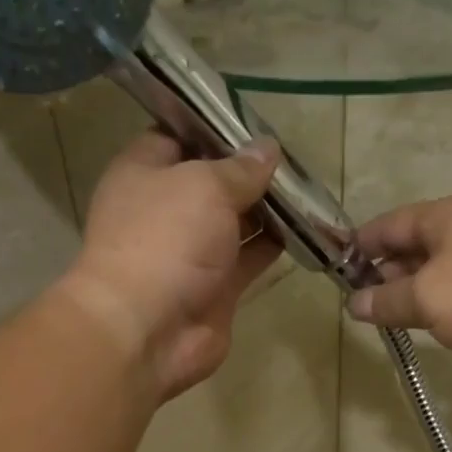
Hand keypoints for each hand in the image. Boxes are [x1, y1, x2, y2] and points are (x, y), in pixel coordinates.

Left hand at [62, 130, 283, 400]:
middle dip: (249, 170)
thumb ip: (240, 169)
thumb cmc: (165, 241)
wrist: (148, 330)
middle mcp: (166, 209)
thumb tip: (268, 149)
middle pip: (212, 180)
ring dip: (267, 207)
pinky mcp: (216, 287)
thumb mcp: (205, 186)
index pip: (179, 136)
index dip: (215, 127)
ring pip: (235, 220)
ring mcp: (191, 252)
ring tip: (307, 187)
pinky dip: (274, 244)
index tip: (255, 121)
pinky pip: (250, 257)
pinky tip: (305, 227)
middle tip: (294, 156)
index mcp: (144, 172)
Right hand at [346, 194, 451, 381]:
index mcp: (445, 216)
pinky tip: (437, 326)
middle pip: (415, 244)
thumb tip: (354, 305)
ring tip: (393, 319)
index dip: (359, 246)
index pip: (388, 224)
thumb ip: (386, 301)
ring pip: (441, 269)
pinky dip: (444, 303)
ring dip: (415, 291)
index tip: (336, 270)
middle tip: (362, 304)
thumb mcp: (427, 299)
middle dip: (385, 272)